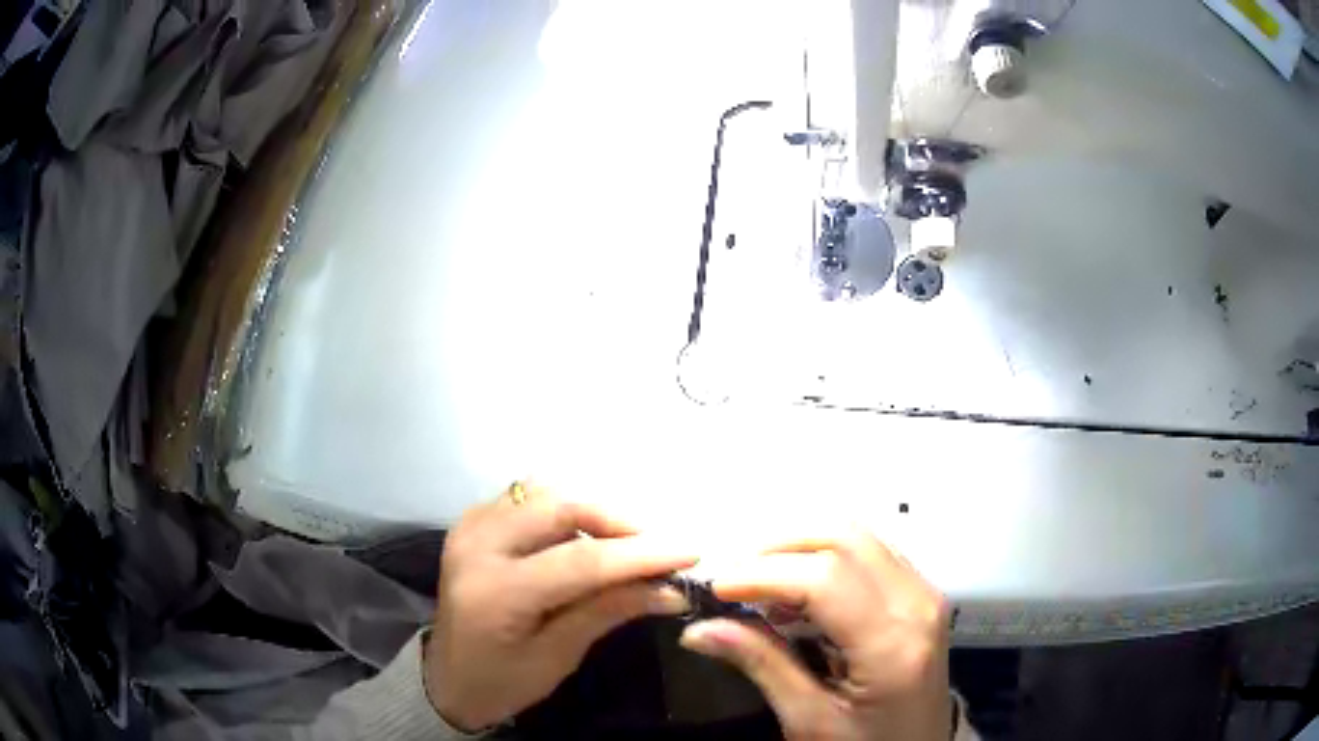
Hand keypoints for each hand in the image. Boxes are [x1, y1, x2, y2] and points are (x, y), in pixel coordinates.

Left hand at [425, 486, 697, 731]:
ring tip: (625, 542)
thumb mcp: (558, 657)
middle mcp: (477, 545)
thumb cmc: (503, 681)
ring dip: (591, 510)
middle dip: (618, 521)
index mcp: (496, 592)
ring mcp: (469, 527)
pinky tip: (580, 535)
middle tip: (658, 545)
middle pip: (559, 507)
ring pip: (544, 491)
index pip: (581, 561)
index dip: (641, 554)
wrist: (448, 678)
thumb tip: (670, 590)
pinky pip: (526, 496)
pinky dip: (562, 508)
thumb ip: (608, 613)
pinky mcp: (471, 521)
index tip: (691, 553)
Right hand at [679, 533, 951, 740]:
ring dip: (800, 547)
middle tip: (732, 576)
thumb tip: (699, 629)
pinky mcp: (919, 591)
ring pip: (856, 535)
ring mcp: (923, 591)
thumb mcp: (810, 720)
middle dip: (778, 548)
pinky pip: (868, 551)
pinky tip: (795, 589)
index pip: (825, 579)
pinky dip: (824, 556)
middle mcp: (916, 603)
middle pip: (844, 539)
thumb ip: (763, 666)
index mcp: (892, 644)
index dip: (764, 574)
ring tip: (757, 581)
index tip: (716, 589)